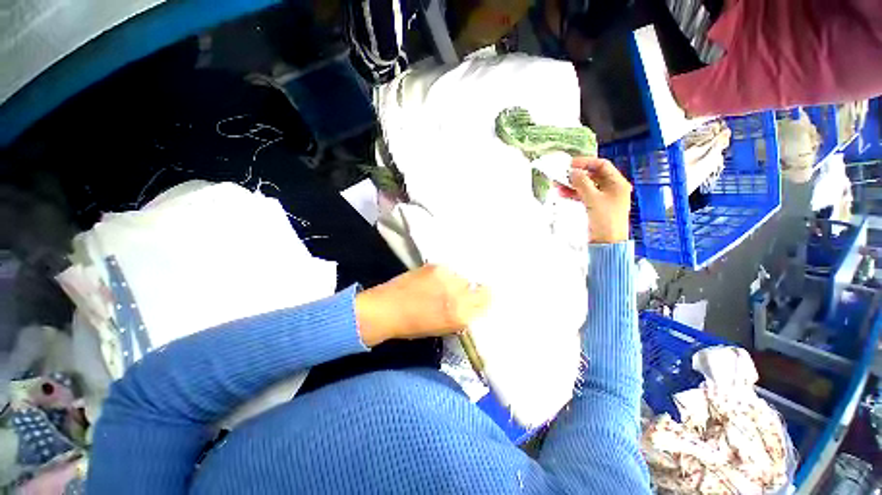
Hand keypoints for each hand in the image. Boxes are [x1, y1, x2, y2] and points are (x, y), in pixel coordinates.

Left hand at [354, 265, 490, 346]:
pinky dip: (446, 275)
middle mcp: (457, 293)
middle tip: (458, 293)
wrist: (386, 309)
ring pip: (462, 276)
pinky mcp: (435, 266)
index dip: (483, 298)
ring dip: (457, 281)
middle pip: (476, 286)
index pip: (486, 299)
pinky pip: (449, 270)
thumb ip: (462, 315)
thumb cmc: (413, 326)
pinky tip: (435, 280)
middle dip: (470, 290)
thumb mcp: (443, 328)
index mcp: (460, 314)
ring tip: (444, 286)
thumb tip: (472, 304)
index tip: (477, 299)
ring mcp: (446, 276)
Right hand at [560, 156, 631, 243]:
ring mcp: (604, 197)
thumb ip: (582, 183)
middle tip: (561, 175)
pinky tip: (562, 193)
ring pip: (586, 186)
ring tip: (557, 185)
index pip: (602, 165)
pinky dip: (574, 193)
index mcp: (617, 183)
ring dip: (572, 185)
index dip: (586, 162)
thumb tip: (573, 172)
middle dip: (576, 175)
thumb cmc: (605, 220)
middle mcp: (612, 188)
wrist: (607, 242)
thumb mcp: (593, 199)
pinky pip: (584, 195)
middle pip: (592, 175)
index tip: (570, 164)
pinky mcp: (596, 206)